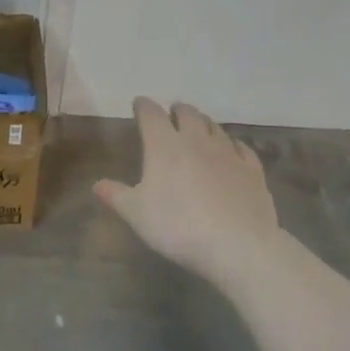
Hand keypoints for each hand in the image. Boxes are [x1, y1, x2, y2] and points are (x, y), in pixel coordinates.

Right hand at [94, 98, 279, 286]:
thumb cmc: (178, 226)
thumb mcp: (137, 214)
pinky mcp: (252, 170)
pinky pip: (241, 148)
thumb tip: (97, 184)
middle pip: (187, 113)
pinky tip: (232, 150)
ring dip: (203, 123)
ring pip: (214, 127)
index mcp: (164, 145)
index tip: (139, 105)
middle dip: (177, 110)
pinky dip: (232, 144)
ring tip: (198, 128)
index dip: (143, 106)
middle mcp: (196, 140)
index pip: (151, 113)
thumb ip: (116, 196)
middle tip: (171, 114)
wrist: (238, 245)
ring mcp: (227, 153)